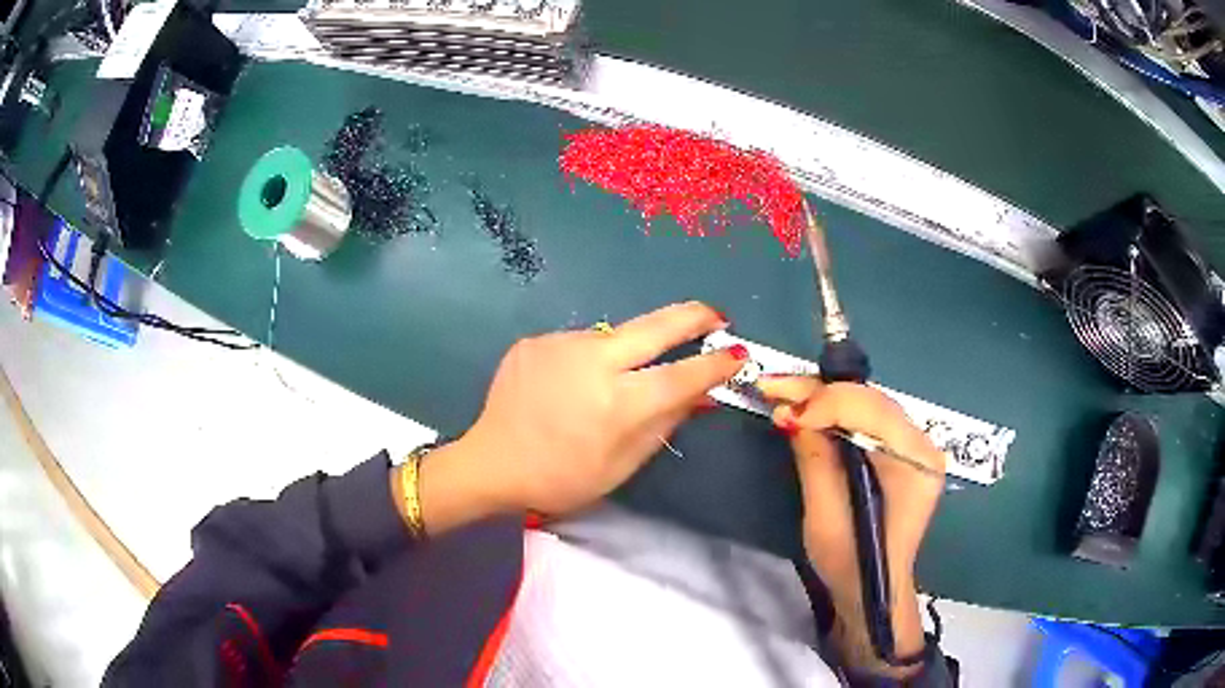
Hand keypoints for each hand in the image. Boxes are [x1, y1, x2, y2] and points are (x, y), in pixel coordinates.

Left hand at [413, 302, 743, 532]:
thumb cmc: (561, 478)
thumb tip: (700, 394)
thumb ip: (663, 424)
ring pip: (614, 336)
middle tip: (716, 316)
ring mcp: (560, 344)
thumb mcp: (621, 465)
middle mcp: (591, 362)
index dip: (714, 364)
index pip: (681, 376)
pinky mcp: (536, 340)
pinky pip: (579, 344)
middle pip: (655, 327)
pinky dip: (590, 360)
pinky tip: (572, 385)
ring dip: (630, 349)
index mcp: (616, 404)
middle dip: (693, 316)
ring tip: (615, 380)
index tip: (737, 353)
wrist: (492, 463)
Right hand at [756, 377, 945, 674]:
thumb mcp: (826, 518)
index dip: (826, 402)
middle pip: (871, 400)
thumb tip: (792, 413)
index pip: (873, 411)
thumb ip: (815, 460)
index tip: (782, 408)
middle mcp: (924, 444)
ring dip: (823, 396)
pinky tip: (807, 410)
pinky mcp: (902, 450)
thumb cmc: (851, 564)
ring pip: (867, 402)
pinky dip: (834, 410)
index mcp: (916, 462)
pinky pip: (866, 416)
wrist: (872, 590)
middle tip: (772, 387)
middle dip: (819, 391)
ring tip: (782, 395)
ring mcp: (916, 445)